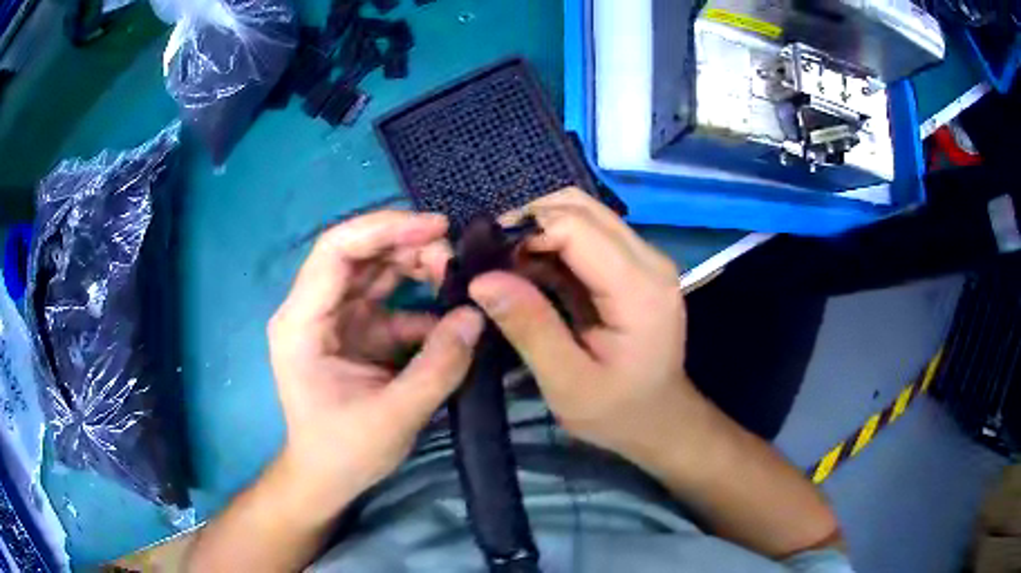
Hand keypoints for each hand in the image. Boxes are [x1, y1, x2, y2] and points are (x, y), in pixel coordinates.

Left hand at [267, 211, 483, 520]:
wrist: (326, 477)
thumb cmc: (344, 451)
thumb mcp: (394, 417)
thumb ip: (438, 368)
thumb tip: (476, 316)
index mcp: (302, 323)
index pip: (336, 251)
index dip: (384, 229)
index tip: (436, 228)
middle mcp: (313, 310)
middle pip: (358, 253)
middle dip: (408, 246)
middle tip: (455, 258)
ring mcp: (335, 319)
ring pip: (375, 271)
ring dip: (416, 267)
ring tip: (456, 276)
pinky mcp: (356, 332)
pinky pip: (390, 302)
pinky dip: (421, 302)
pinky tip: (450, 315)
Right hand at [470, 189, 691, 462]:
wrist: (660, 420)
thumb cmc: (617, 411)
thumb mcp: (567, 383)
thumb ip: (529, 328)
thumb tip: (481, 279)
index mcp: (639, 289)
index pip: (576, 226)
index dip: (526, 232)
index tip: (488, 261)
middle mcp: (649, 260)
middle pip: (580, 207)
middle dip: (529, 222)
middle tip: (493, 259)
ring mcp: (645, 259)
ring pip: (583, 213)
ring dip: (539, 230)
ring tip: (506, 265)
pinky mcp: (634, 265)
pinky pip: (588, 234)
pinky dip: (552, 244)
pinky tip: (529, 272)